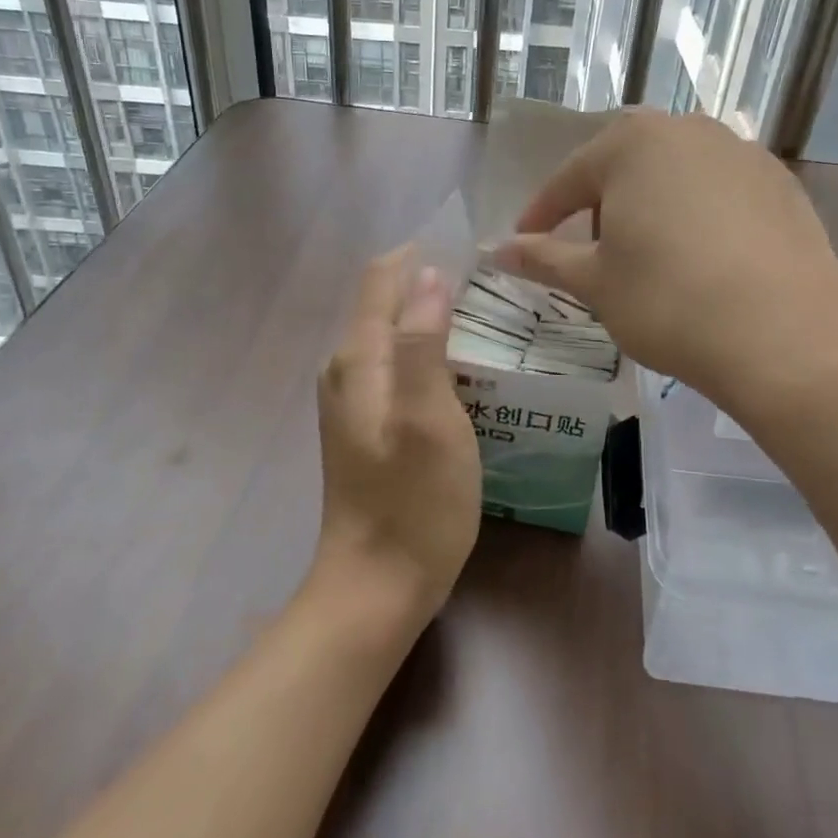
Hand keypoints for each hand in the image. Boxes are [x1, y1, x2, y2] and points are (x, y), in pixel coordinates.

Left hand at [313, 247, 481, 628]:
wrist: (375, 586)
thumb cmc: (413, 502)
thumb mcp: (429, 419)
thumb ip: (424, 342)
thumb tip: (429, 276)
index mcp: (359, 359)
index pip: (381, 280)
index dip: (419, 256)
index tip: (470, 250)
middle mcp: (346, 370)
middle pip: (386, 304)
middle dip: (431, 285)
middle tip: (491, 289)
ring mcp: (352, 400)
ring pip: (393, 337)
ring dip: (431, 320)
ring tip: (485, 321)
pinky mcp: (366, 426)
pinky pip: (397, 368)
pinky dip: (427, 354)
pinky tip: (461, 370)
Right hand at [492, 110, 837, 420]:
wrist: (785, 338)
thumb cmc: (669, 302)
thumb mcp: (595, 282)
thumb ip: (543, 258)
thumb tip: (497, 250)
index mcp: (633, 143)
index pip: (570, 178)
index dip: (542, 214)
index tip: (524, 242)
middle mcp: (689, 130)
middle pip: (625, 166)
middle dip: (600, 205)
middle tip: (591, 252)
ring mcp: (743, 153)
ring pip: (675, 174)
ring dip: (650, 206)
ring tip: (649, 255)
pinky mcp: (782, 183)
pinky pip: (720, 190)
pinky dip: (698, 215)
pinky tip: (703, 257)